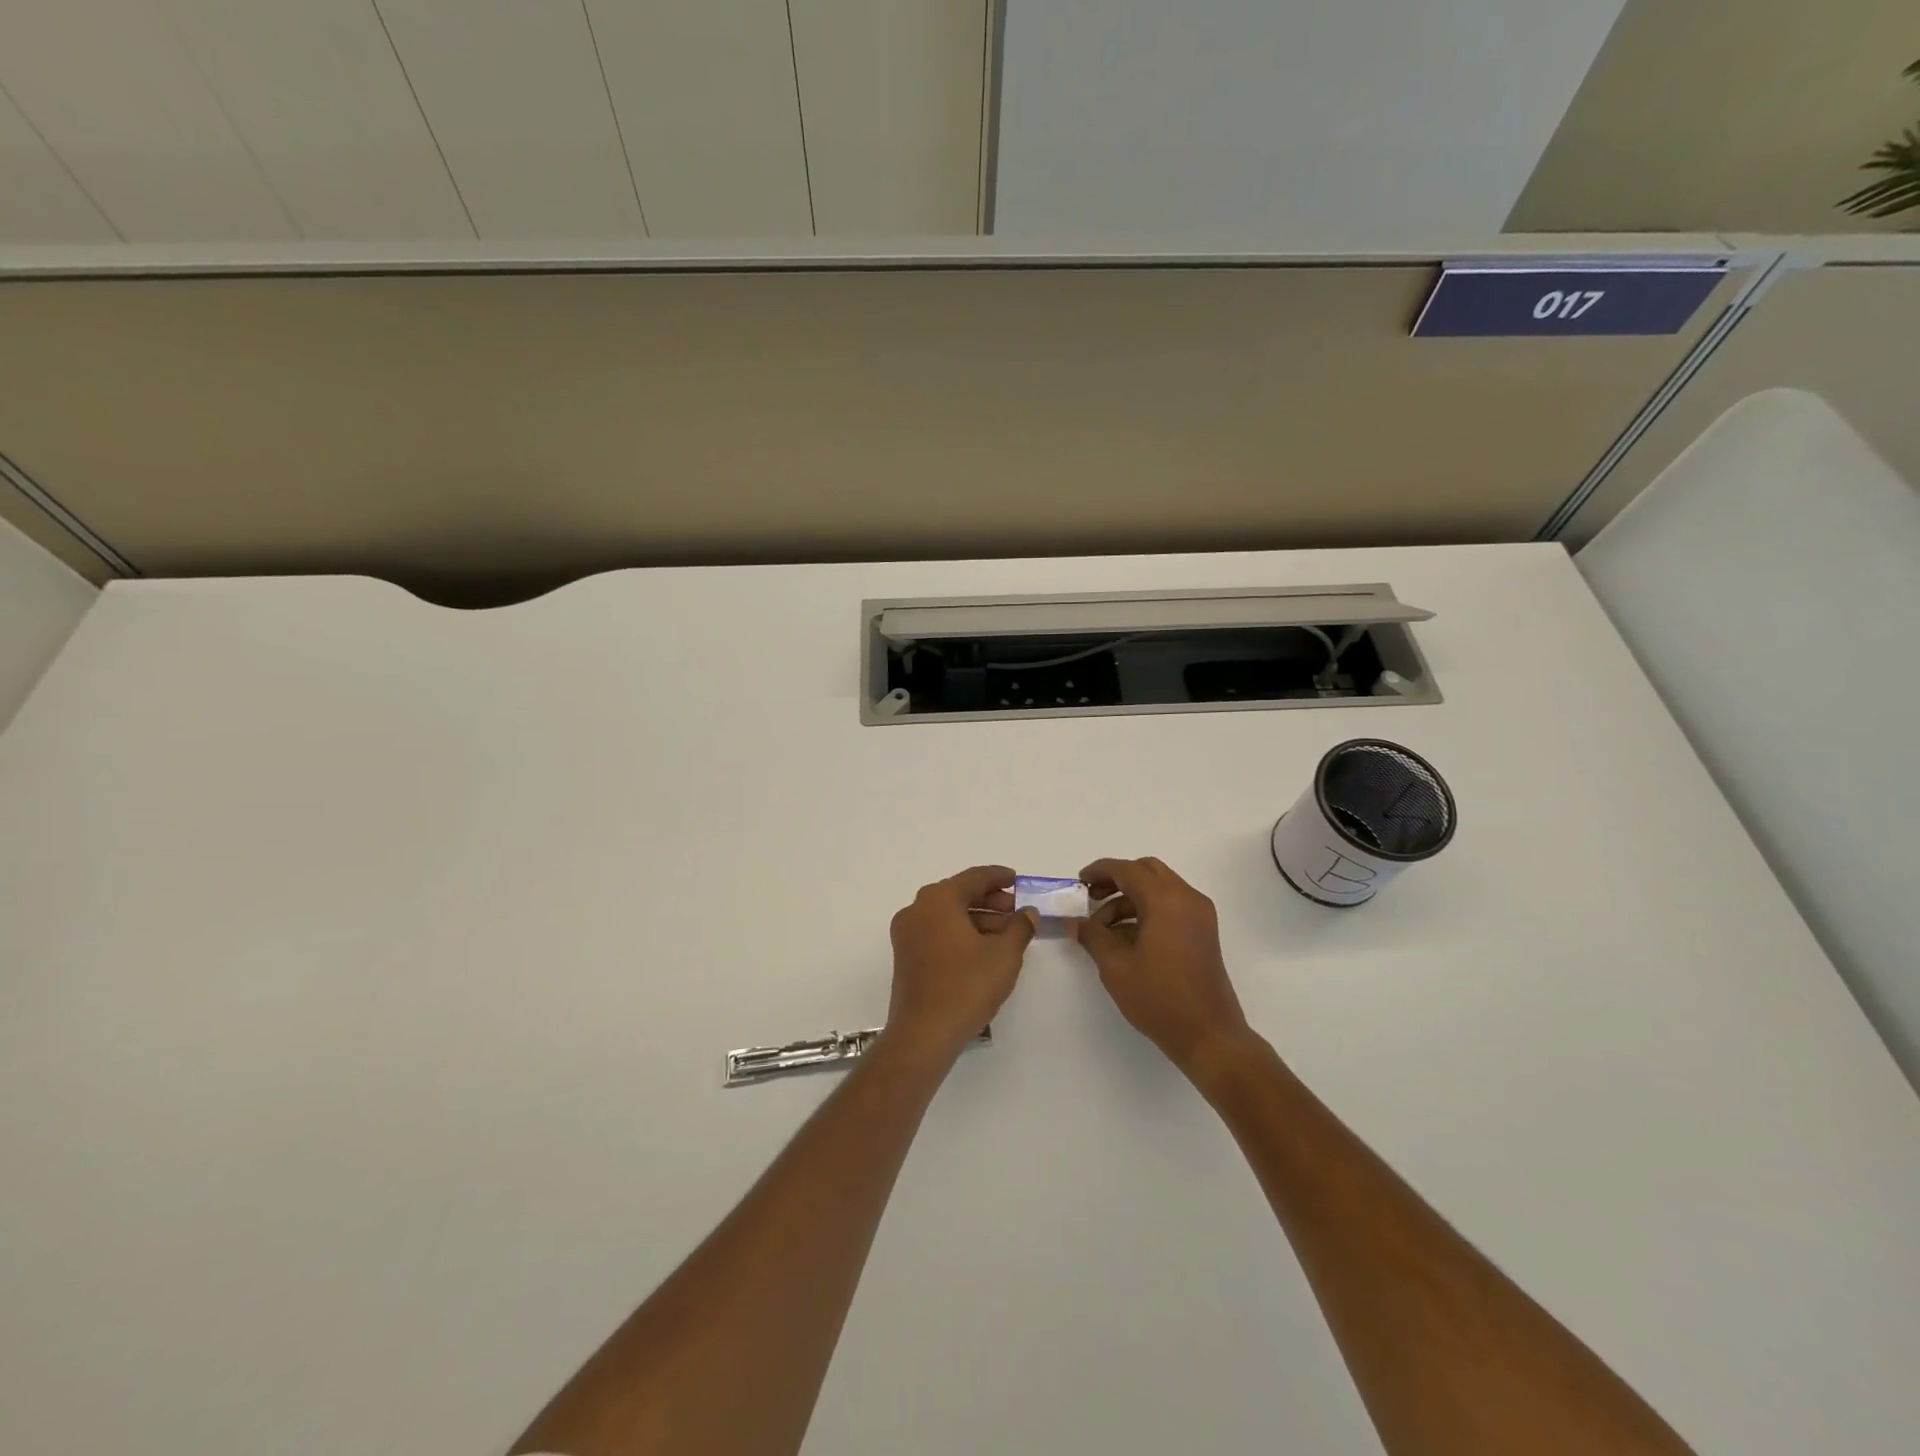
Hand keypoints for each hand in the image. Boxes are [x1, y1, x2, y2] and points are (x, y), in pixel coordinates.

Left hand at [884, 866, 1038, 1064]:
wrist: (924, 1033)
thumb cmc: (966, 986)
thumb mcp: (1004, 954)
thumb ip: (1020, 927)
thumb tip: (1027, 913)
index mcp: (938, 900)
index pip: (974, 877)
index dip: (999, 877)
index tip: (1017, 880)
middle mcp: (917, 909)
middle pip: (959, 894)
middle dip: (990, 901)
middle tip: (1016, 911)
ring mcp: (907, 934)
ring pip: (948, 915)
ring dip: (977, 919)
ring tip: (1006, 934)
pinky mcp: (905, 956)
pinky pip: (937, 932)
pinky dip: (960, 933)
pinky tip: (983, 950)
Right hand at [1072, 857, 1254, 1075]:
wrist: (1209, 1035)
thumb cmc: (1159, 998)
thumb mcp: (1116, 966)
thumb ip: (1092, 936)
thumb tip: (1074, 922)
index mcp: (1166, 900)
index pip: (1127, 870)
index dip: (1100, 871)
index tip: (1079, 882)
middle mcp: (1187, 898)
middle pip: (1147, 871)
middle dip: (1117, 880)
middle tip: (1092, 898)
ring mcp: (1199, 915)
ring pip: (1159, 888)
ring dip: (1130, 898)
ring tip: (1103, 929)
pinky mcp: (1203, 932)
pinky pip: (1171, 906)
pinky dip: (1147, 910)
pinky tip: (1126, 938)